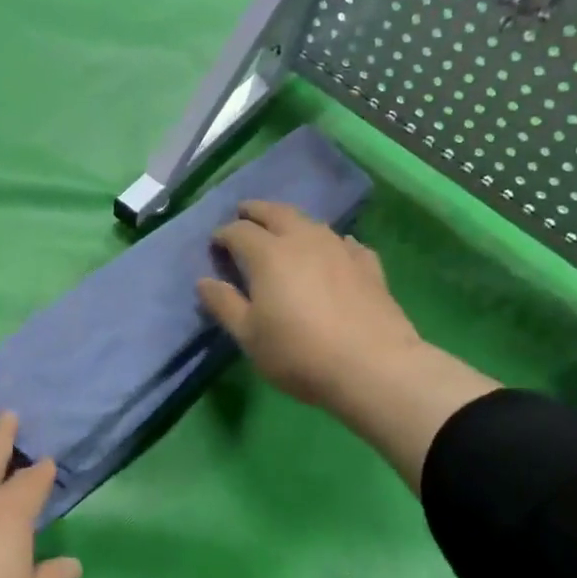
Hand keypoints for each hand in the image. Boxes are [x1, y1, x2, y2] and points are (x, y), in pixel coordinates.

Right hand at [196, 200, 421, 410]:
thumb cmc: (298, 353)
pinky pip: (344, 243)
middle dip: (255, 211)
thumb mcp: (249, 336)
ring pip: (311, 222)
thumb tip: (204, 281)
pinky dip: (330, 243)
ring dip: (292, 222)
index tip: (215, 244)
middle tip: (243, 213)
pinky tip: (333, 252)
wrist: (373, 366)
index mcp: (268, 254)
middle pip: (276, 212)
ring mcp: (340, 249)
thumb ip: (224, 304)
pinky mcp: (369, 265)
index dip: (223, 235)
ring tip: (284, 231)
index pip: (239, 231)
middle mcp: (304, 240)